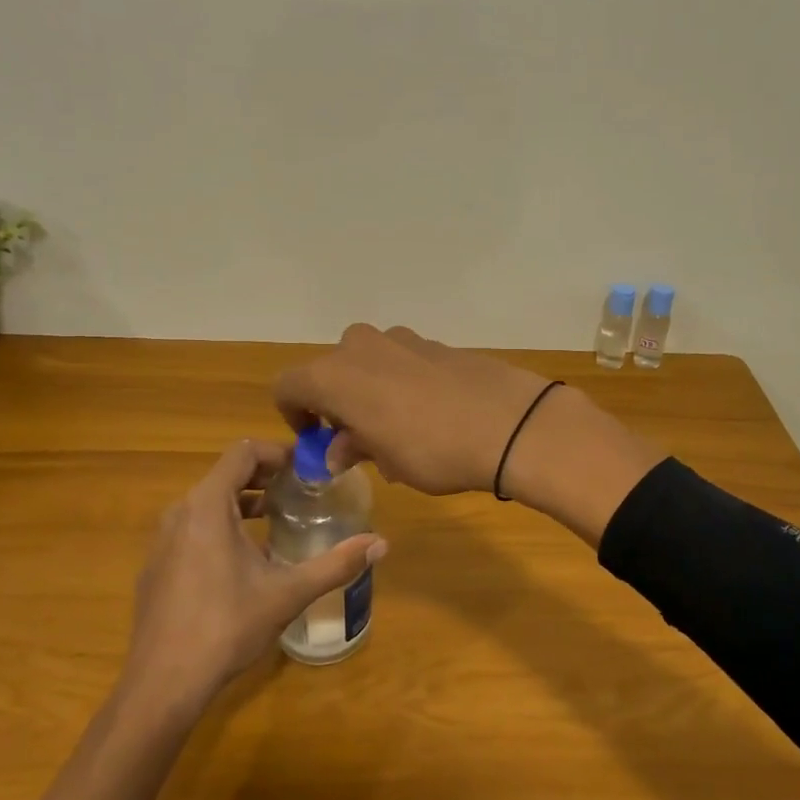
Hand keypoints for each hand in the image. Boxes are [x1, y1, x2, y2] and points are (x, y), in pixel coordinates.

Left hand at [118, 439, 385, 711]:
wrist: (162, 684)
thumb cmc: (227, 626)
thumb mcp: (289, 593)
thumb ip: (336, 564)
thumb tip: (381, 544)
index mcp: (208, 506)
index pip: (243, 452)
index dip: (278, 452)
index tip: (308, 468)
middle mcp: (180, 513)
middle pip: (226, 475)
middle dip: (266, 477)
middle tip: (302, 491)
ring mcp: (163, 541)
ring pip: (209, 503)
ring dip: (245, 503)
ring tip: (279, 520)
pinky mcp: (157, 567)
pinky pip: (193, 529)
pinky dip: (223, 527)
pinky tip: (246, 561)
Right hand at [274, 323, 665, 543]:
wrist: (511, 424)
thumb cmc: (434, 450)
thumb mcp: (387, 460)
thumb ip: (354, 447)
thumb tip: (338, 448)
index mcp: (336, 374)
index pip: (288, 385)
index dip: (294, 413)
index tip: (317, 439)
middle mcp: (362, 347)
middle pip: (330, 370)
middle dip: (336, 402)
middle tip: (358, 438)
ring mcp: (403, 340)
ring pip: (369, 362)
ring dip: (371, 391)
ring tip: (398, 430)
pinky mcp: (438, 343)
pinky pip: (403, 360)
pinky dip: (402, 382)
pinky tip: (431, 414)